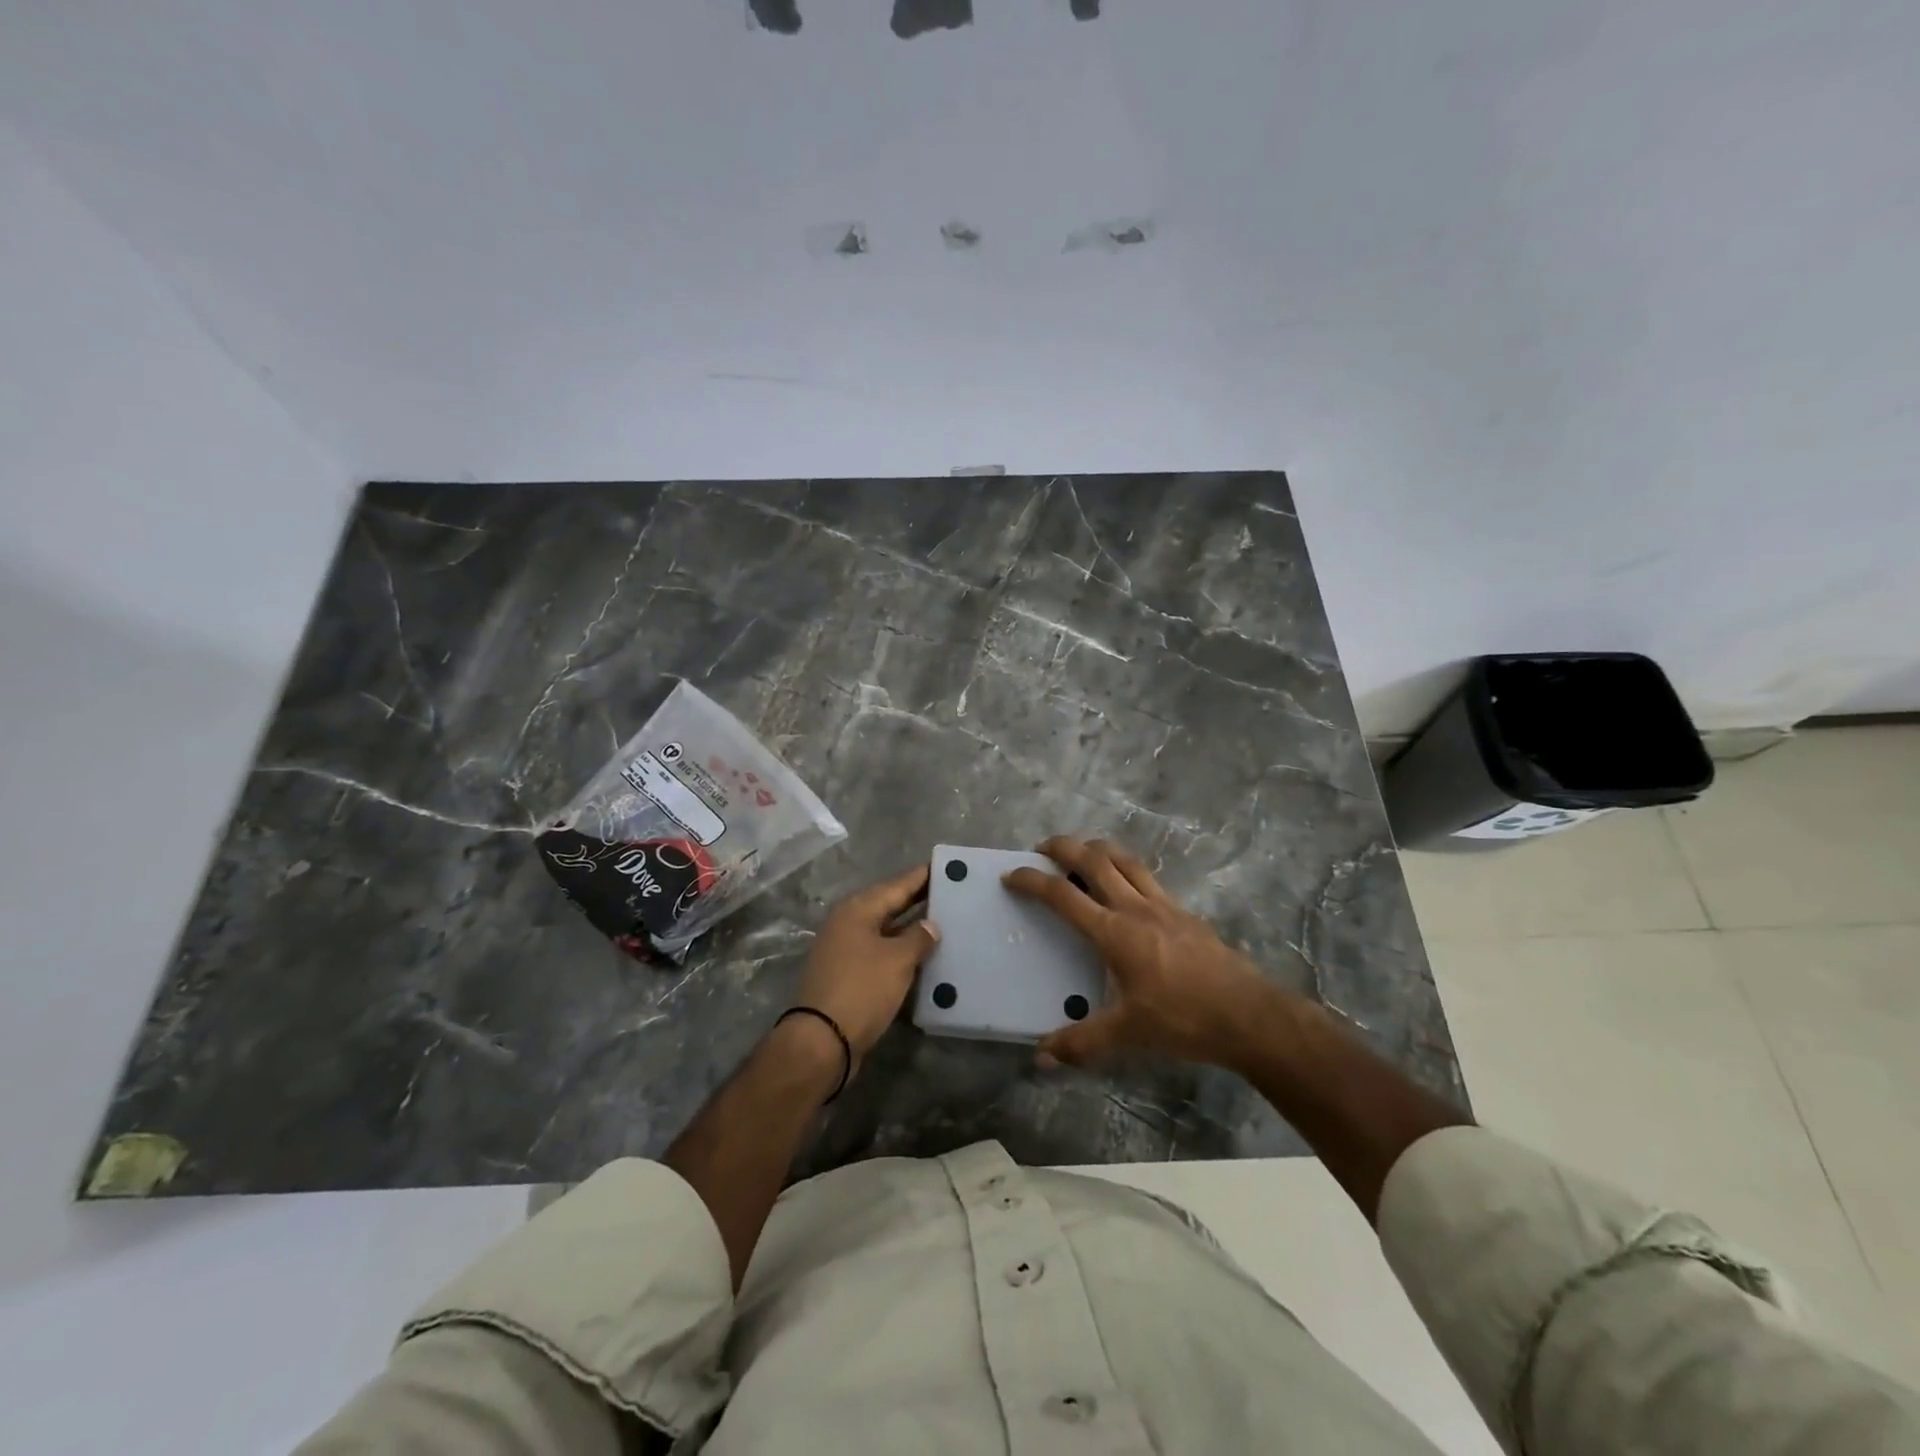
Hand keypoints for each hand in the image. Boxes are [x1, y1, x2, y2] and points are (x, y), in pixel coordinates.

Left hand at [791, 863, 940, 1070]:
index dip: (922, 876)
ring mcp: (845, 950)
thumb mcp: (897, 960)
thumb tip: (930, 925)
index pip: (897, 885)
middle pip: (890, 905)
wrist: (822, 1041)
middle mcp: (848, 923)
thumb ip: (918, 937)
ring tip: (945, 922)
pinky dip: (901, 951)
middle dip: (919, 900)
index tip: (946, 866)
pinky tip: (924, 956)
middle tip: (952, 892)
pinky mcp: (848, 975)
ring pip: (886, 931)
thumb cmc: (862, 989)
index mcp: (857, 910)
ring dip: (911, 928)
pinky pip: (881, 953)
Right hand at [1004, 836, 1287, 1071]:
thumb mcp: (1128, 1034)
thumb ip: (1082, 1042)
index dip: (1033, 881)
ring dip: (1098, 849)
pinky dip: (1126, 868)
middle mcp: (1136, 908)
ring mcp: (1164, 905)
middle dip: (1064, 847)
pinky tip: (1126, 885)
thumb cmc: (1183, 1020)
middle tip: (1043, 848)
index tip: (1011, 874)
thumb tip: (1041, 1058)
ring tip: (1081, 853)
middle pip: (1095, 860)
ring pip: (1125, 860)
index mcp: (1115, 933)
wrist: (1248, 1014)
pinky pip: (1148, 876)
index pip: (1063, 896)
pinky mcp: (1185, 912)